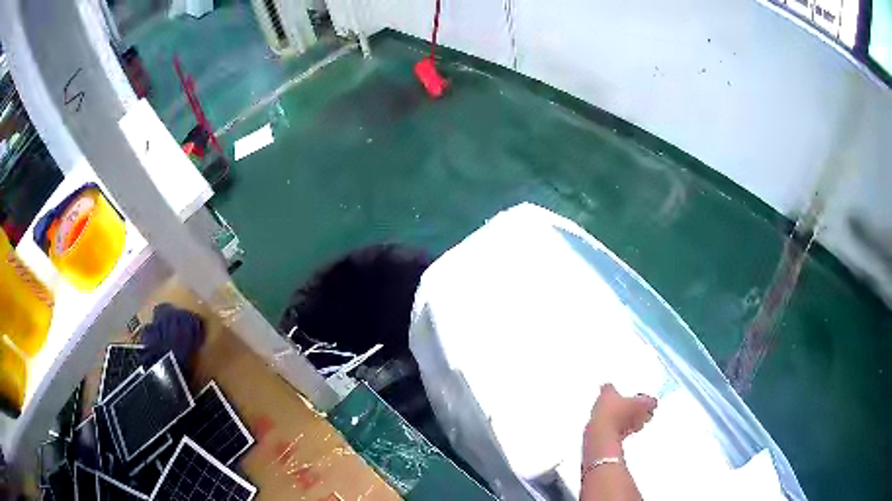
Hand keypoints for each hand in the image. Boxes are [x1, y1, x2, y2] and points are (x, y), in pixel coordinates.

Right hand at [583, 384, 656, 460]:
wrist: (602, 432)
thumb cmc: (610, 412)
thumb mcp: (607, 394)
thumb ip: (610, 389)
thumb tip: (607, 386)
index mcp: (643, 403)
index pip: (653, 401)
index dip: (647, 398)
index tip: (640, 396)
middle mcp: (641, 417)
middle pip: (648, 414)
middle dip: (642, 411)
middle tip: (634, 406)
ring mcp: (633, 428)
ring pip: (638, 423)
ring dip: (634, 420)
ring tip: (624, 415)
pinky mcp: (624, 437)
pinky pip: (628, 431)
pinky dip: (625, 428)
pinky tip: (616, 424)